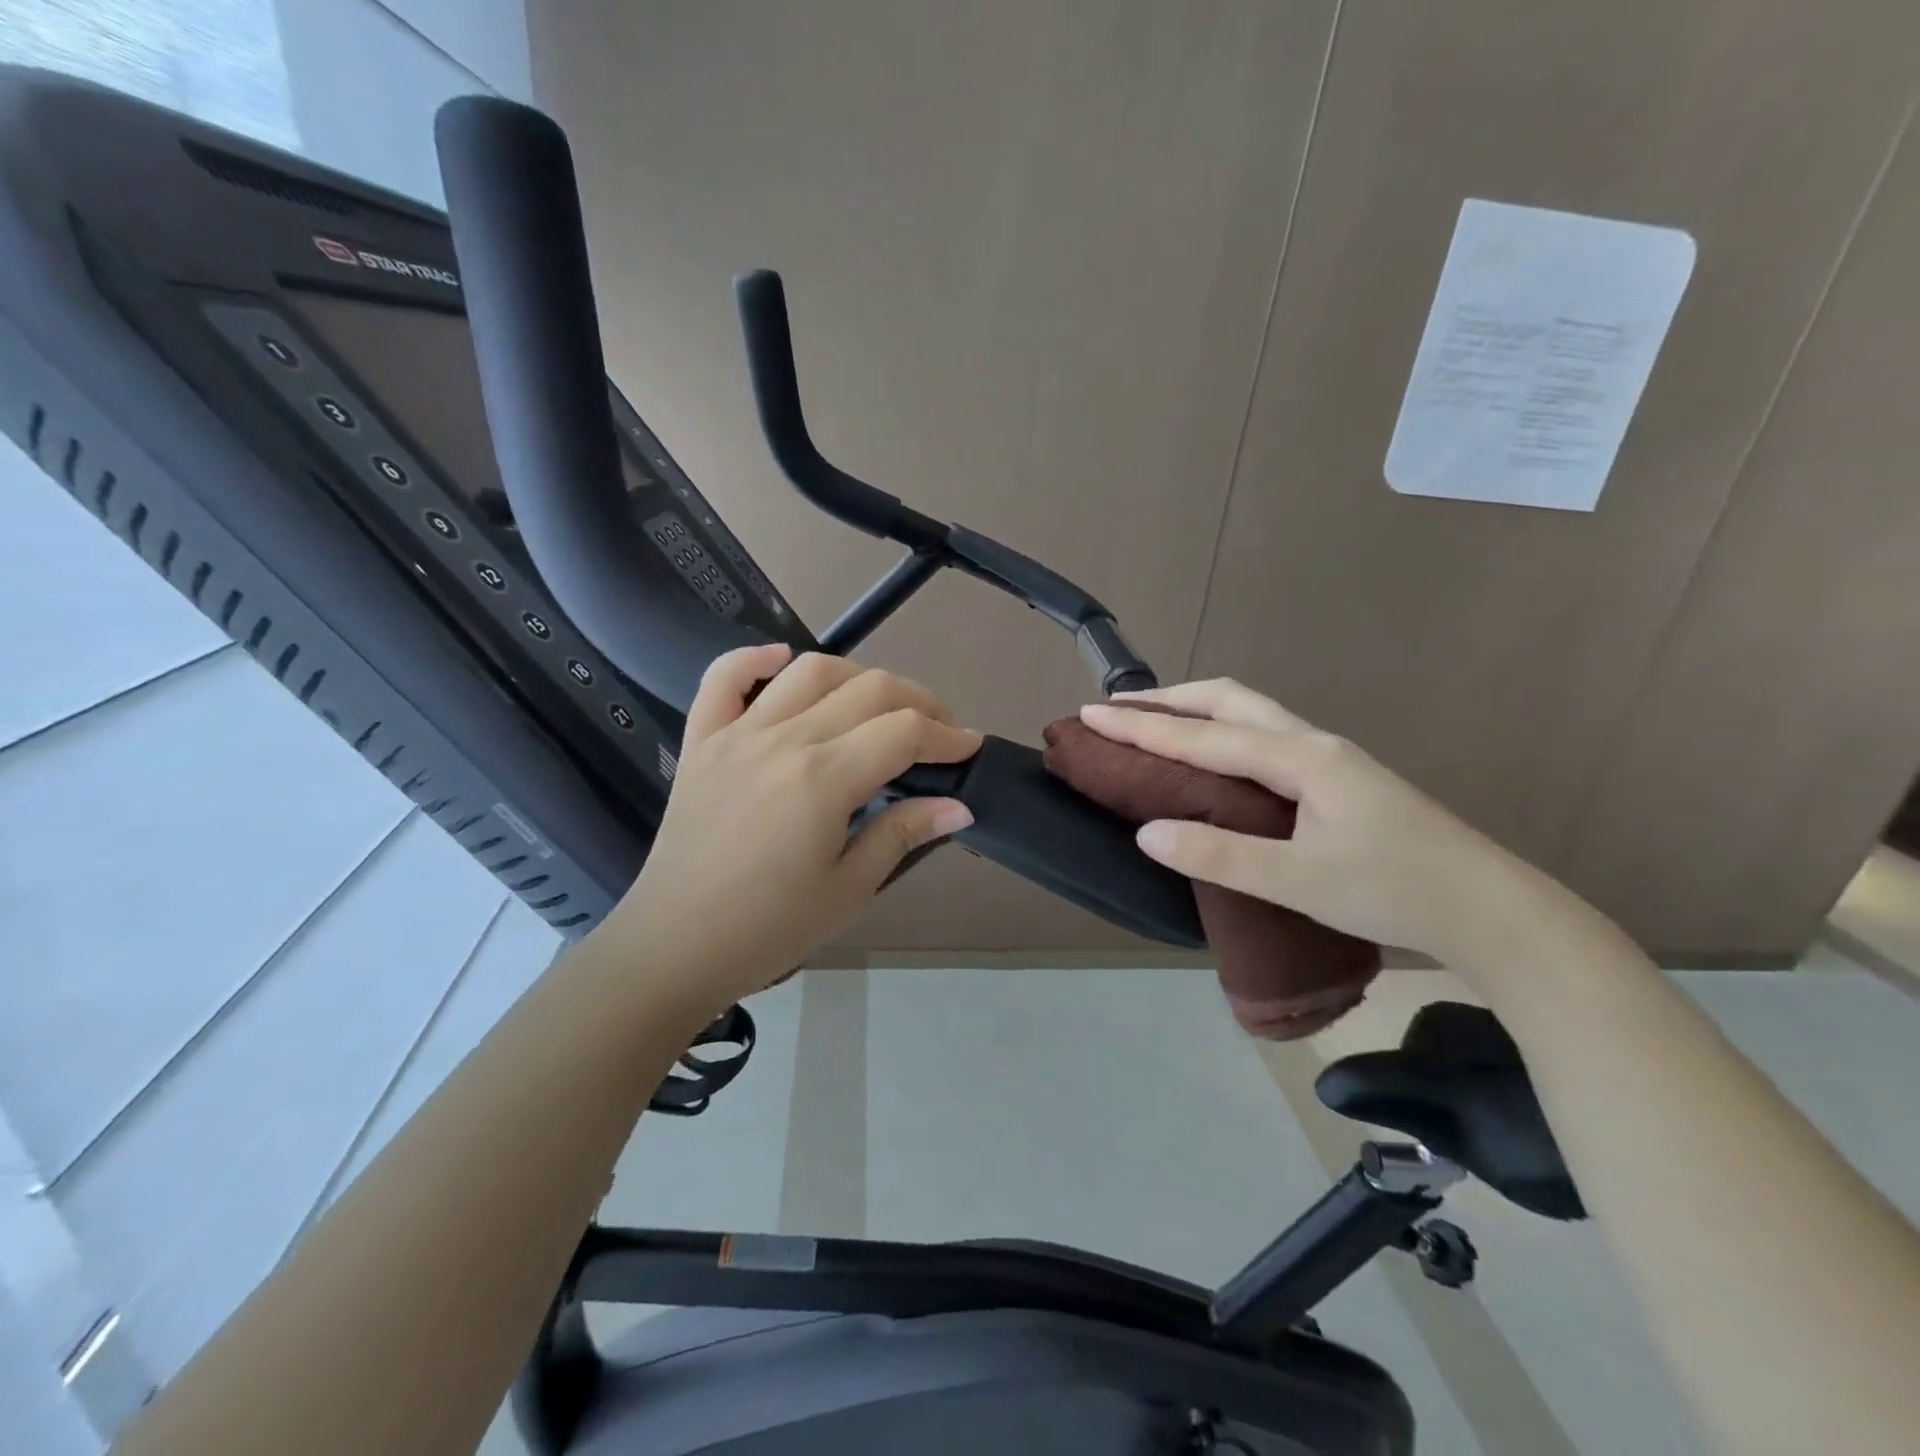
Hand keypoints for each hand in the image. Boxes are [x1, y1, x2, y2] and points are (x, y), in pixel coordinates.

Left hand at [599, 645, 979, 1014]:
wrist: (674, 947)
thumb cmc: (769, 928)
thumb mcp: (849, 888)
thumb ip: (903, 834)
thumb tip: (960, 806)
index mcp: (823, 778)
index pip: (903, 732)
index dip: (946, 736)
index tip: (969, 749)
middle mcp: (783, 739)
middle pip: (868, 690)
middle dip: (918, 703)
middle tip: (937, 732)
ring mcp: (737, 733)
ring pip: (809, 671)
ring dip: (857, 677)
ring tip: (878, 705)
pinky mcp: (702, 741)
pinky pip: (723, 678)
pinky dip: (755, 658)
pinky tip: (782, 659)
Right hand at [1079, 679, 1547, 962]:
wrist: (1489, 910)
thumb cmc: (1392, 891)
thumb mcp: (1298, 882)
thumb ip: (1220, 856)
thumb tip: (1147, 832)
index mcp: (1299, 759)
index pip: (1203, 735)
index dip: (1142, 726)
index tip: (1091, 714)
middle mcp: (1312, 744)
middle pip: (1228, 700)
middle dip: (1169, 700)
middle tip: (1121, 710)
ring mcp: (1330, 758)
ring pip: (1250, 713)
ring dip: (1197, 710)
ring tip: (1159, 723)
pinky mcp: (1339, 778)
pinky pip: (1265, 735)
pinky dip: (1223, 731)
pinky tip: (1217, 757)